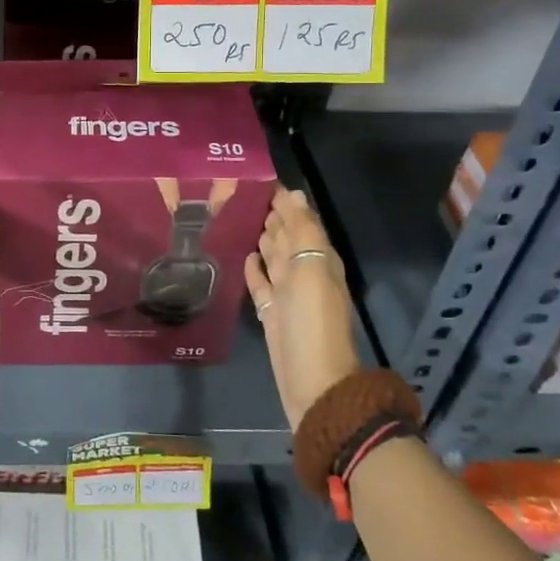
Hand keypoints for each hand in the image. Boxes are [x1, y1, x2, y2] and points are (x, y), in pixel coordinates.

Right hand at [244, 187, 362, 429]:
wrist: (311, 382)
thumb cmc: (312, 322)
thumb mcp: (311, 270)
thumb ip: (303, 232)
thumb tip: (295, 195)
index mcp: (319, 259)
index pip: (301, 221)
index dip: (285, 201)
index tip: (260, 178)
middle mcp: (305, 273)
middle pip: (287, 237)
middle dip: (271, 215)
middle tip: (243, 193)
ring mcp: (287, 295)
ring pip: (274, 258)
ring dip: (262, 239)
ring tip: (241, 217)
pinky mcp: (271, 314)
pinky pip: (261, 284)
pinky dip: (254, 269)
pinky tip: (244, 256)